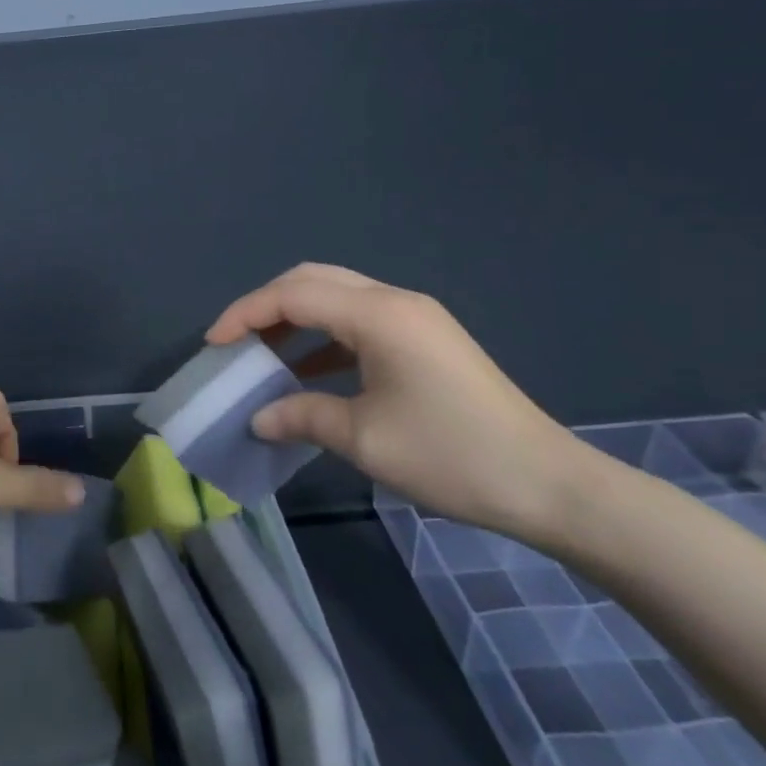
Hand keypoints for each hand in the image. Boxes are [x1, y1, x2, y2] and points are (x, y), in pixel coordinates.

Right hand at [208, 264, 583, 541]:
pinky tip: (309, 370)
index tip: (214, 344)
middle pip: (312, 280)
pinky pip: (359, 321)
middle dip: (265, 305)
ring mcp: (415, 318)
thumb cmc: (452, 456)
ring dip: (295, 318)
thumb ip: (301, 416)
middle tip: (235, 340)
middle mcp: (394, 301)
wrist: (552, 485)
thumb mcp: (364, 439)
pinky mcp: (426, 339)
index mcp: (377, 315)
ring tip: (263, 354)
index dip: (245, 314)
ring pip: (336, 296)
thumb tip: (258, 417)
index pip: (292, 295)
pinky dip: (324, 336)